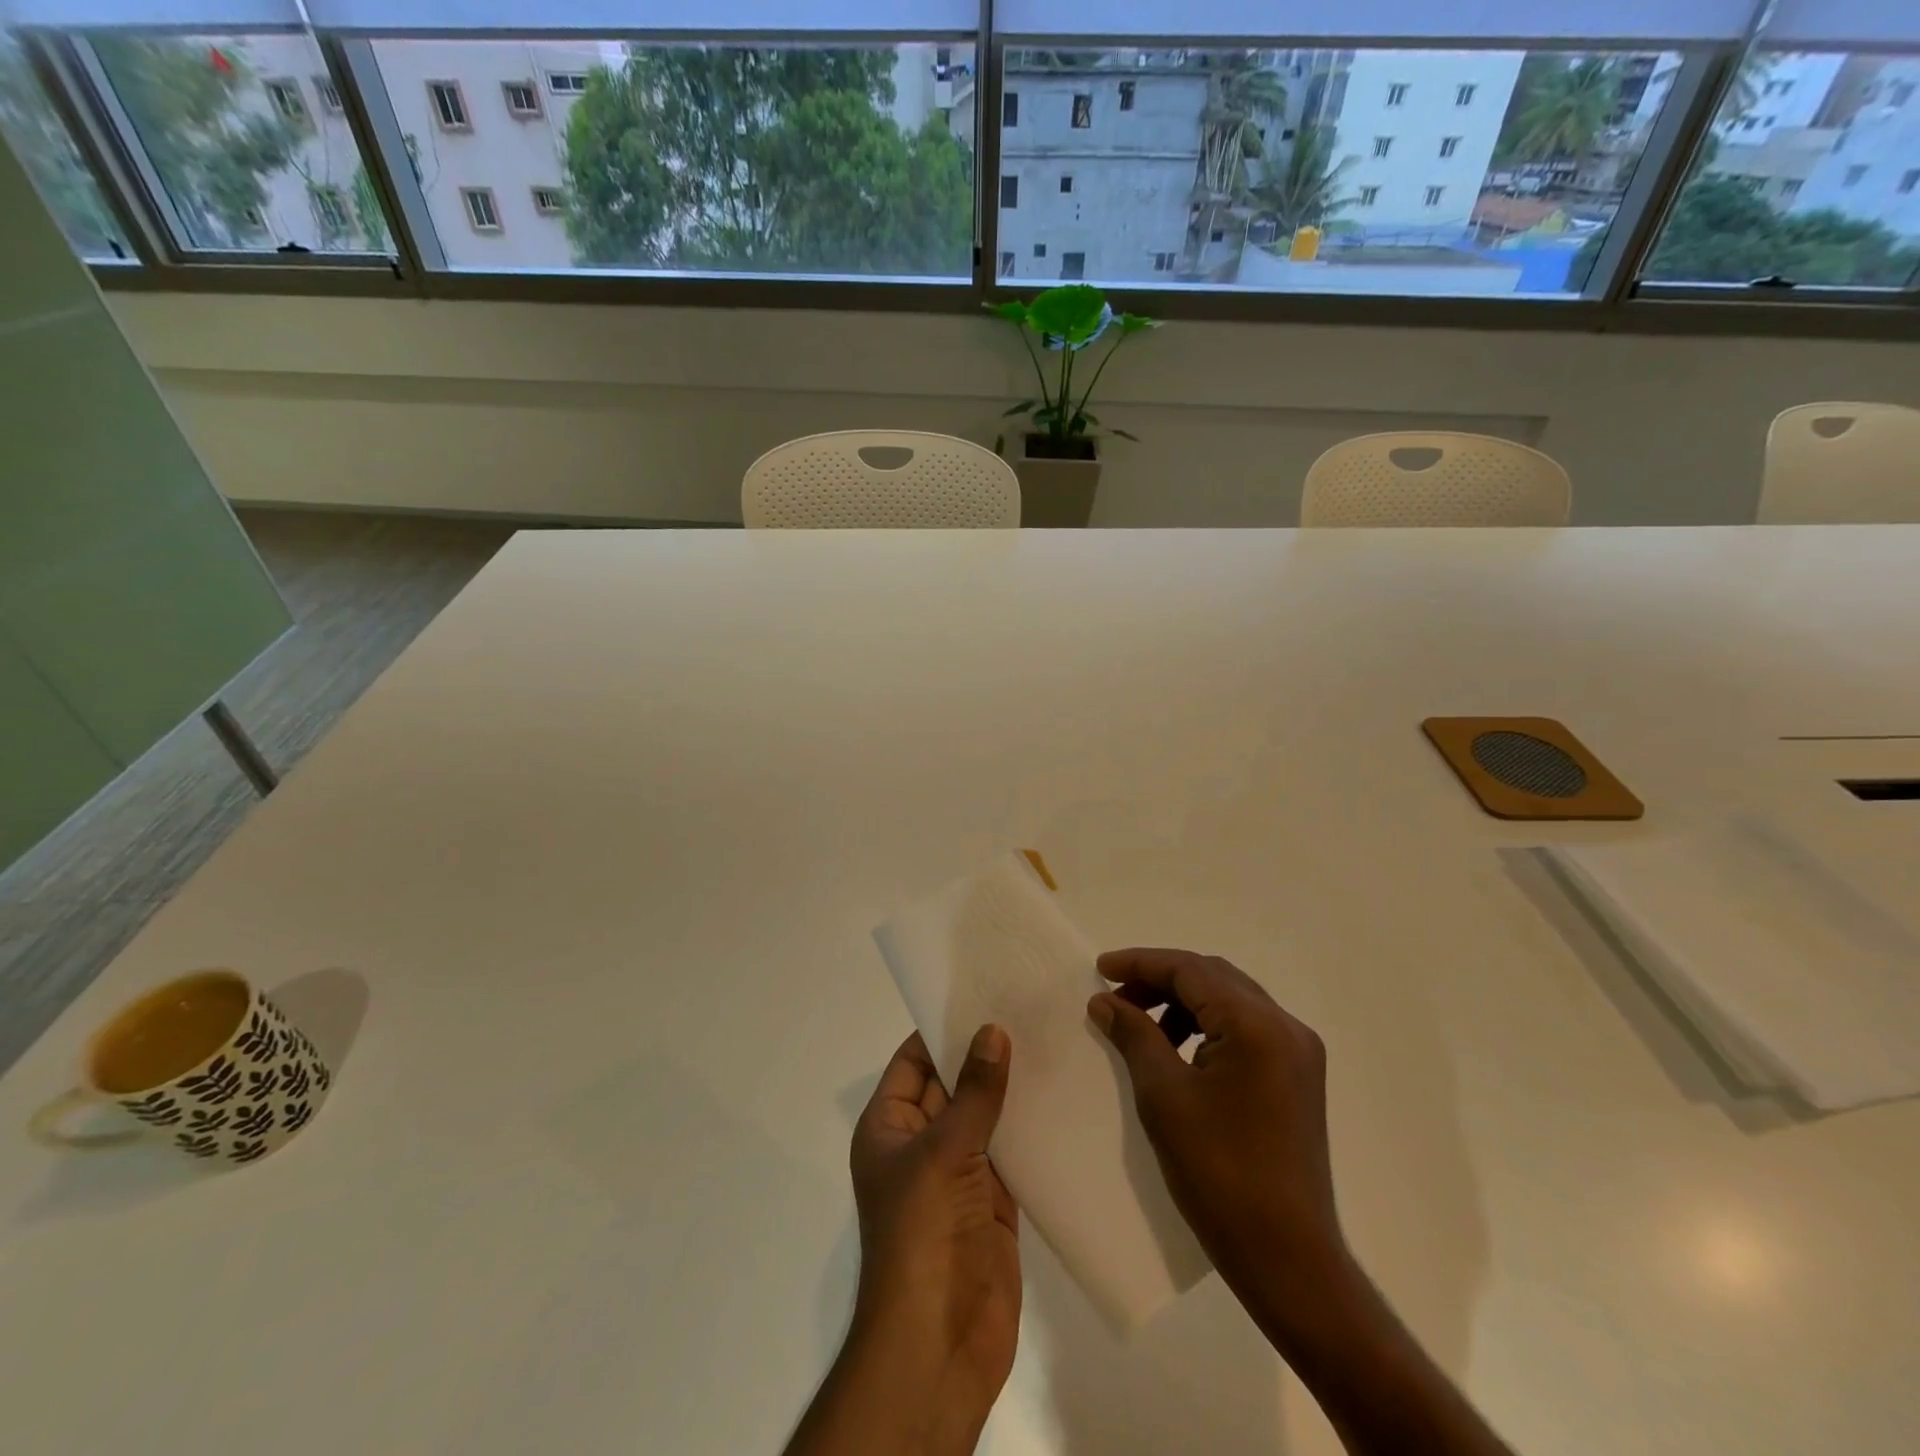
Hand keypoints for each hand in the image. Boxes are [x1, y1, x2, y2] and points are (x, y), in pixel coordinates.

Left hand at [835, 1026, 1019, 1453]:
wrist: (939, 1343)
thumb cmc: (922, 1234)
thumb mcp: (943, 1151)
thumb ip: (974, 1092)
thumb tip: (992, 1030)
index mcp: (889, 1126)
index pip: (914, 1060)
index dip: (944, 1027)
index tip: (982, 991)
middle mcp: (921, 1141)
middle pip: (953, 1083)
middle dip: (984, 1051)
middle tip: (1027, 1007)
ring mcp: (958, 1172)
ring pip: (985, 1114)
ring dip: (1012, 1086)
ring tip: (1052, 1038)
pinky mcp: (994, 1199)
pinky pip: (1011, 1149)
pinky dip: (1031, 1126)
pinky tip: (1062, 1094)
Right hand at [1088, 952, 1517, 1455]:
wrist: (1288, 1259)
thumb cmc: (1219, 1173)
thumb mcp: (1164, 1096)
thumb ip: (1134, 1035)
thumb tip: (1105, 1000)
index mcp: (1257, 1025)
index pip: (1191, 970)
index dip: (1142, 963)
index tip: (1101, 968)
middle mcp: (1285, 1026)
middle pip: (1213, 978)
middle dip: (1161, 980)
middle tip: (1117, 997)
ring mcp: (1297, 1052)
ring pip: (1230, 1001)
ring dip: (1183, 1003)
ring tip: (1142, 1026)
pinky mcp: (1297, 1077)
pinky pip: (1245, 1028)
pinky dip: (1207, 1026)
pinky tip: (1178, 1050)